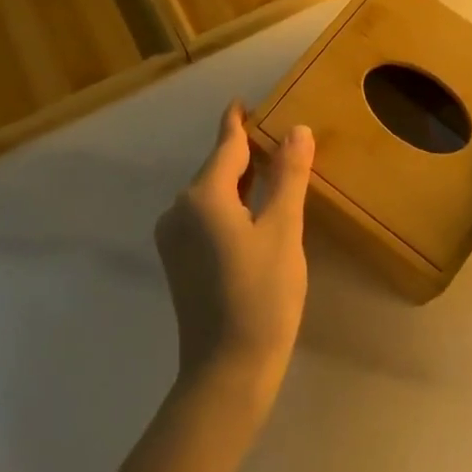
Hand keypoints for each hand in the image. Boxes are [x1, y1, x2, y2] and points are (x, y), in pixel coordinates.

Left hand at [155, 102, 313, 399]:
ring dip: (239, 180)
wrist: (226, 371)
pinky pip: (205, 216)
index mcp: (202, 196)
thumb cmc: (261, 295)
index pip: (226, 145)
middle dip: (245, 151)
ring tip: (271, 168)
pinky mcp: (179, 261)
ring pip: (211, 194)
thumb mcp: (282, 230)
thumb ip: (288, 176)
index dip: (237, 122)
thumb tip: (296, 130)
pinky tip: (253, 210)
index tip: (243, 100)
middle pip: (217, 168)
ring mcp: (174, 238)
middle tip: (277, 136)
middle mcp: (179, 210)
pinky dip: (229, 204)